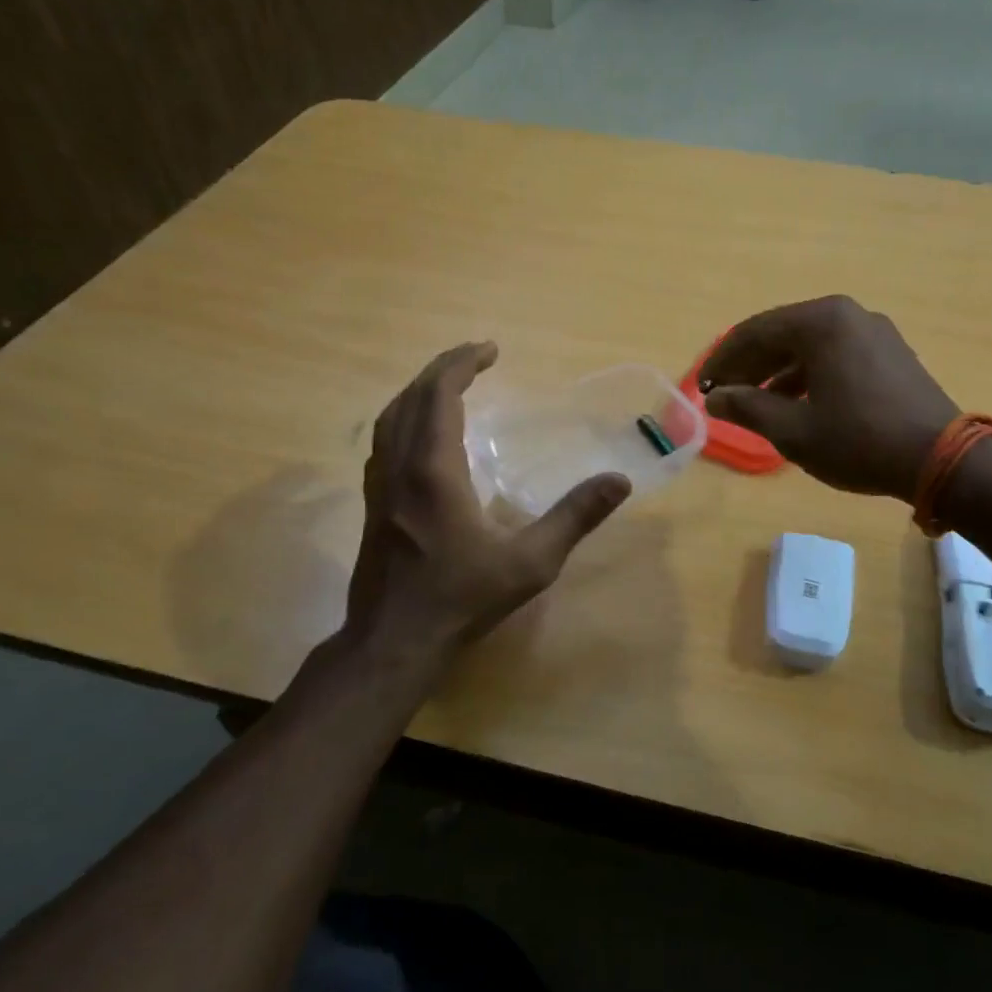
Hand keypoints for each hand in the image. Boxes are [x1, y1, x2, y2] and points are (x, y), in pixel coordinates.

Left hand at [341, 342, 629, 657]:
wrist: (394, 642)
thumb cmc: (461, 600)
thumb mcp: (530, 562)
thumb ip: (574, 517)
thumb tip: (618, 481)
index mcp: (434, 470)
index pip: (440, 395)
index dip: (462, 364)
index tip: (491, 350)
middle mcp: (400, 466)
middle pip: (412, 397)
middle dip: (443, 368)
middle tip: (477, 356)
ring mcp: (380, 485)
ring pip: (391, 417)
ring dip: (420, 390)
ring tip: (451, 383)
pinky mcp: (374, 503)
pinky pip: (384, 440)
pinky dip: (406, 417)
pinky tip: (425, 433)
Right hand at [699, 296, 958, 499]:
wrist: (941, 459)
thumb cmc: (859, 441)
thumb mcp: (794, 430)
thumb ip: (748, 408)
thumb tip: (715, 398)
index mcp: (821, 322)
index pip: (754, 332)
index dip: (722, 361)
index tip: (701, 386)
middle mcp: (847, 315)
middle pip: (782, 335)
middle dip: (749, 366)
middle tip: (722, 394)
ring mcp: (873, 332)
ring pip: (809, 346)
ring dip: (776, 373)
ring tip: (752, 403)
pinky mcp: (889, 353)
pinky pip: (834, 356)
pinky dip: (807, 376)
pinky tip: (794, 403)